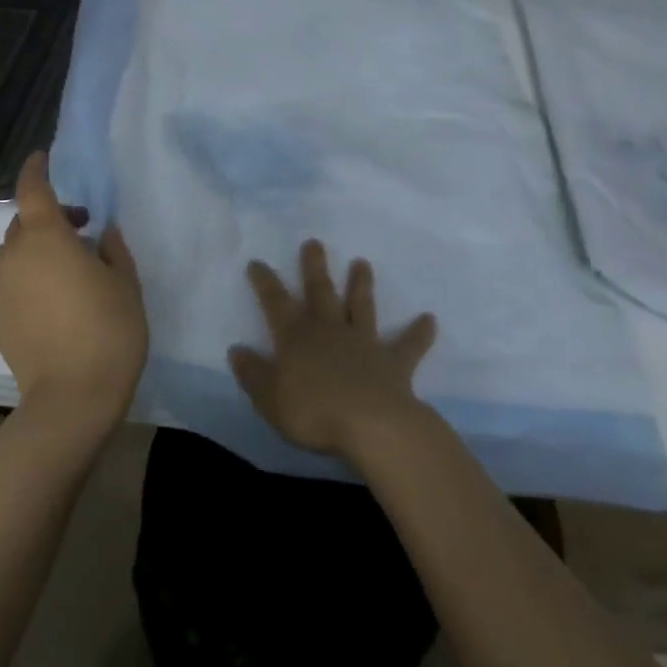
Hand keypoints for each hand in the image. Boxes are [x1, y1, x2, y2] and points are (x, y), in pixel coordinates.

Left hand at [0, 153, 148, 438]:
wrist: (71, 398)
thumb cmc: (108, 330)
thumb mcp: (125, 283)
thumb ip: (114, 249)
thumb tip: (104, 233)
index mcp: (46, 237)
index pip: (32, 189)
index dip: (36, 169)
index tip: (44, 158)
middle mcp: (15, 256)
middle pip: (23, 222)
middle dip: (48, 216)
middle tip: (82, 230)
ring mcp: (1, 289)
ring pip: (15, 254)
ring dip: (37, 249)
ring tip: (69, 269)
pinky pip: (12, 282)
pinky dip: (29, 277)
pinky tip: (56, 302)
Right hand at [230, 240, 437, 459]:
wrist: (370, 424)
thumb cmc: (312, 411)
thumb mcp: (269, 398)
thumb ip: (253, 373)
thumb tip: (236, 350)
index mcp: (296, 338)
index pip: (275, 303)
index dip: (265, 283)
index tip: (258, 262)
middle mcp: (329, 331)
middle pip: (320, 292)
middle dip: (314, 267)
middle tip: (314, 242)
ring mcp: (363, 343)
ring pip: (361, 307)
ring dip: (361, 285)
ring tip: (362, 262)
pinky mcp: (394, 363)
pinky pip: (408, 345)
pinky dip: (419, 333)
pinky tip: (430, 319)